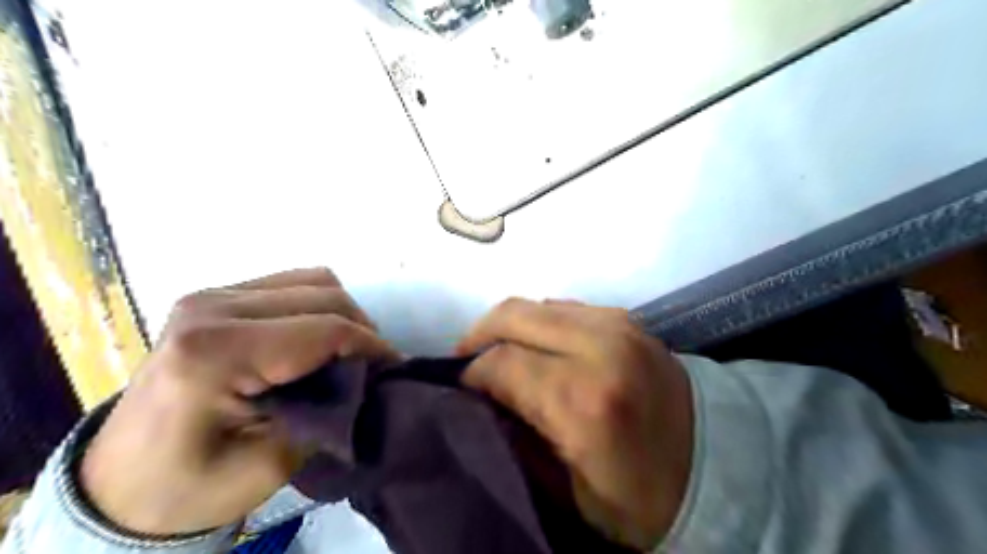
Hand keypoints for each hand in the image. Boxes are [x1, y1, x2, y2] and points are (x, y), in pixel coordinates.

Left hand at [81, 268, 394, 537]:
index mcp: (216, 352)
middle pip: (324, 295)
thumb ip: (328, 414)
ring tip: (348, 349)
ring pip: (312, 280)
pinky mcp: (214, 298)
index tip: (396, 367)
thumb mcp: (270, 464)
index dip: (371, 346)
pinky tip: (316, 338)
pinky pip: (290, 284)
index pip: (324, 329)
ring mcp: (210, 297)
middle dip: (362, 327)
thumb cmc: (190, 487)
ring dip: (342, 313)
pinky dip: (318, 306)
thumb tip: (368, 379)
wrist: (117, 485)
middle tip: (374, 364)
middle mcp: (211, 308)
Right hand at [456, 298, 692, 548]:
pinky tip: (538, 345)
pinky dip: (540, 322)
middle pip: (513, 315)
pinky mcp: (628, 318)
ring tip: (499, 351)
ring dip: (509, 325)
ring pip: (537, 304)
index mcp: (582, 400)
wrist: (720, 466)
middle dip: (479, 335)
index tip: (460, 388)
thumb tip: (484, 399)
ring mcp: (618, 325)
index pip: (501, 363)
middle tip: (467, 360)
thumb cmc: (640, 496)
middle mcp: (599, 348)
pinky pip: (565, 307)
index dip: (470, 373)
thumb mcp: (567, 489)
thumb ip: (517, 436)